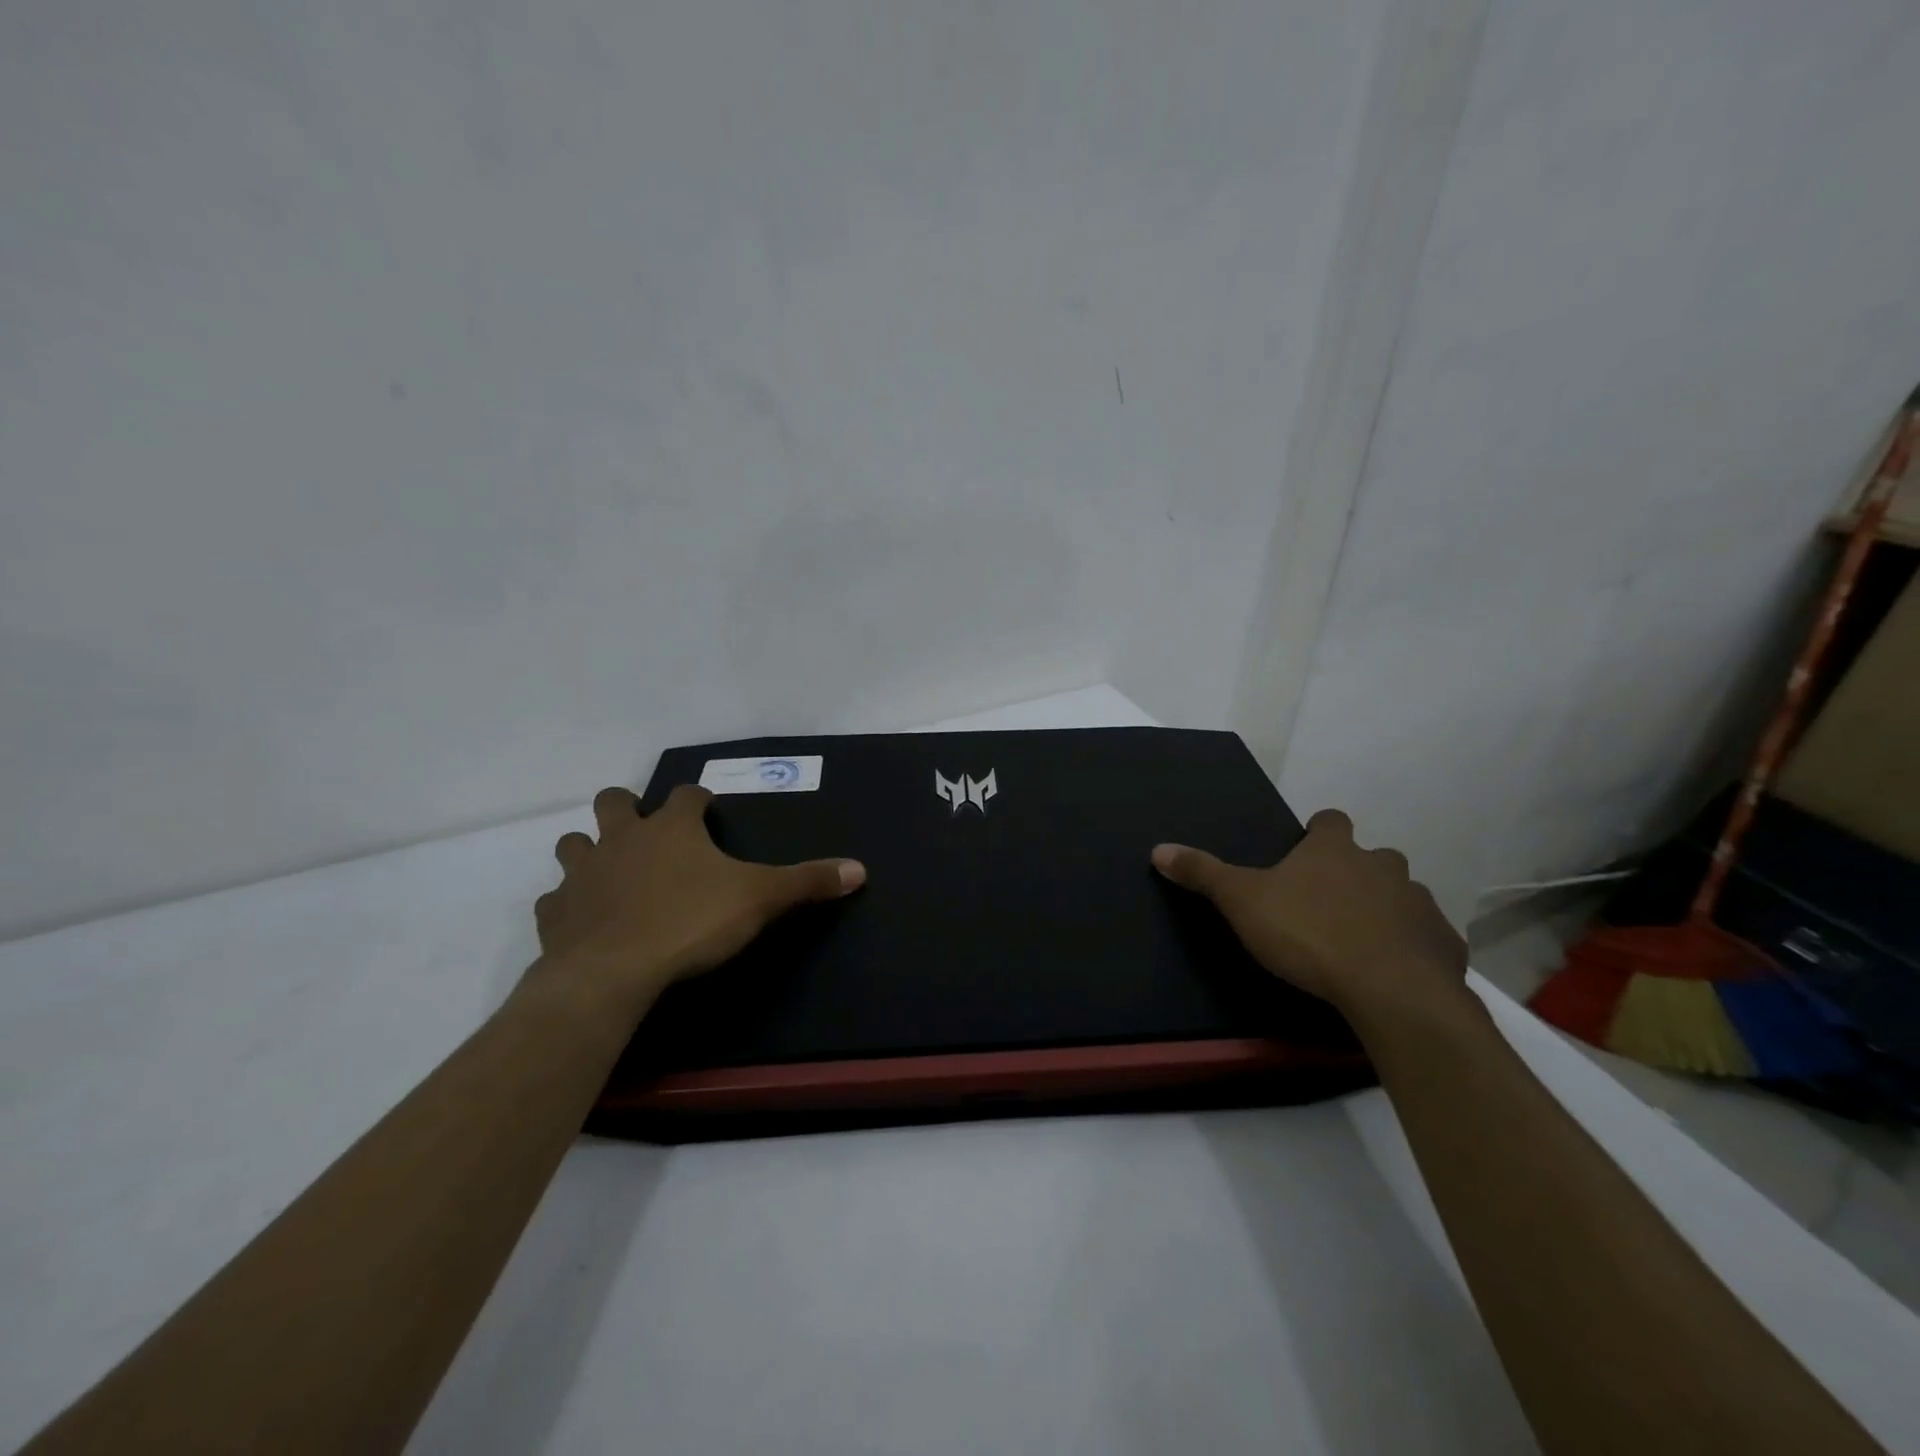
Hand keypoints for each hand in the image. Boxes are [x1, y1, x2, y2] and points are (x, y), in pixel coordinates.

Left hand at [528, 784, 864, 1021]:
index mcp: (671, 828)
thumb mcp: (760, 899)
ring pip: (573, 843)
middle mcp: (622, 838)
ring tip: (609, 869)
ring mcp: (583, 873)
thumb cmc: (690, 923)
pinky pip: (555, 899)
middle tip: (646, 831)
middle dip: (627, 807)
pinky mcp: (555, 913)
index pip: (686, 794)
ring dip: (589, 849)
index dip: (698, 799)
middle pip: (613, 801)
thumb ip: (807, 881)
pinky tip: (583, 919)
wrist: (612, 973)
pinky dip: (568, 903)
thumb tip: (860, 869)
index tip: (707, 808)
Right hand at [1152, 809, 1467, 1024]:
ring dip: (1385, 910)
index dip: (1319, 832)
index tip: (1307, 850)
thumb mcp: (1242, 902)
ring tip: (1361, 942)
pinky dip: (1413, 949)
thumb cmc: (1310, 934)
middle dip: (1355, 874)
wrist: (1392, 991)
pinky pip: (1428, 939)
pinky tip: (1394, 973)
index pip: (1330, 821)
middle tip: (1329, 904)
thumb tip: (1158, 848)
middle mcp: (1383, 866)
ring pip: (1403, 897)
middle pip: (1373, 858)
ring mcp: (1420, 904)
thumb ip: (1203, 873)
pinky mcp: (1446, 945)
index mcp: (1335, 851)